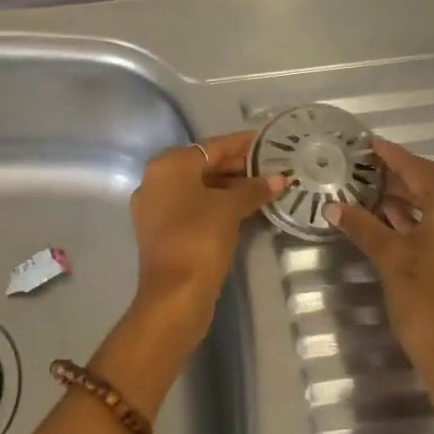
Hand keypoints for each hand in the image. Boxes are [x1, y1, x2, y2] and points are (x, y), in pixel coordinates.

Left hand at [128, 131, 284, 346]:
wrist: (174, 293)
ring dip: (228, 186)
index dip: (241, 144)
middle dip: (236, 166)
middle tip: (270, 166)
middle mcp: (155, 179)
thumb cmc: (200, 238)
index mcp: (169, 164)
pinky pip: (191, 205)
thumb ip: (254, 189)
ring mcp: (154, 205)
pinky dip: (214, 203)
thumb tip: (278, 178)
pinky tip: (242, 207)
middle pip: (203, 164)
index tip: (266, 139)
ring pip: (197, 186)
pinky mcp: (160, 229)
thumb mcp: (230, 208)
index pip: (212, 146)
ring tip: (262, 186)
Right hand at [327, 139, 433, 433]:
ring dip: (416, 196)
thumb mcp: (390, 261)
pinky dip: (426, 216)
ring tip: (377, 193)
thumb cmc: (428, 306)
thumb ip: (364, 227)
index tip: (370, 144)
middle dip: (406, 174)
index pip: (421, 171)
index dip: (393, 156)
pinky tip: (398, 222)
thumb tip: (334, 206)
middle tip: (371, 169)